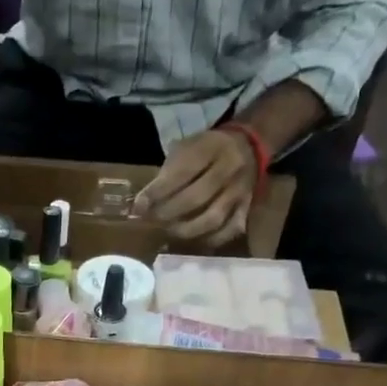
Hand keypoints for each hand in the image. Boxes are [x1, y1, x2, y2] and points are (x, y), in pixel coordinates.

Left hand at [134, 129, 256, 246]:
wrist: (248, 146)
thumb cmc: (205, 149)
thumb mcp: (184, 149)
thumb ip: (165, 175)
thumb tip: (141, 206)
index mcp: (210, 148)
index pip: (182, 173)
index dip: (157, 193)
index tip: (138, 207)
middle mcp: (229, 168)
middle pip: (196, 198)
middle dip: (168, 213)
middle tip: (152, 221)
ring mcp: (240, 190)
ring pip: (212, 218)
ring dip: (185, 230)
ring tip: (169, 231)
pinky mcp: (247, 207)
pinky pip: (228, 231)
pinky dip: (208, 240)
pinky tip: (192, 239)